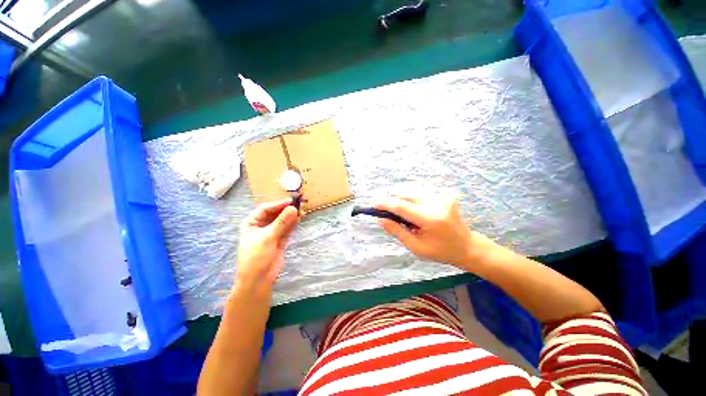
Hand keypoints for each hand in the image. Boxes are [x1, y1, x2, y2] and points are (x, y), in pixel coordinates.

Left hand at [236, 199, 298, 291]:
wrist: (259, 280)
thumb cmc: (256, 257)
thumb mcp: (268, 237)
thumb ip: (282, 222)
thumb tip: (294, 208)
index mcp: (252, 223)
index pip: (266, 209)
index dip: (278, 204)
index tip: (291, 202)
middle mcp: (262, 226)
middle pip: (276, 214)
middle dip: (287, 210)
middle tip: (299, 207)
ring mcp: (272, 233)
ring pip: (283, 221)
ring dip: (292, 217)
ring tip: (302, 213)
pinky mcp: (280, 239)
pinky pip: (287, 228)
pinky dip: (293, 224)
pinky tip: (299, 220)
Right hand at [375, 194, 494, 268]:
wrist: (468, 246)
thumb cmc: (441, 251)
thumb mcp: (416, 247)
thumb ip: (397, 231)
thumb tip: (380, 220)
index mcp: (430, 219)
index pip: (401, 206)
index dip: (386, 204)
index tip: (374, 205)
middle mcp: (436, 203)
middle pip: (406, 195)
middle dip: (393, 201)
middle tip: (385, 211)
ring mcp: (442, 197)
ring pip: (413, 192)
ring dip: (402, 199)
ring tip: (398, 212)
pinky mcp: (444, 196)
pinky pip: (421, 194)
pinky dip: (411, 199)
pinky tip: (411, 209)